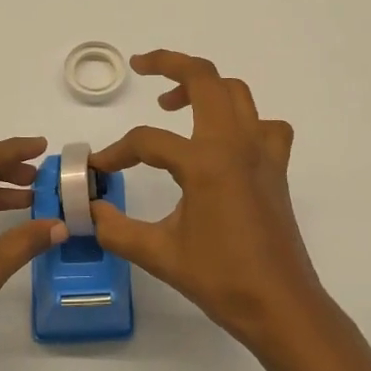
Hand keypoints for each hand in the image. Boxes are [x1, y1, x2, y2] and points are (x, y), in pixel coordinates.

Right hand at [91, 51, 326, 346]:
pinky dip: (243, 120)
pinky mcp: (276, 168)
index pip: (148, 141)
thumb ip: (116, 229)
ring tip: (174, 103)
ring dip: (205, 85)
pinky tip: (224, 141)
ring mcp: (262, 153)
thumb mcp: (159, 254)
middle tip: (141, 66)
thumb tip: (90, 211)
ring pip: (236, 93)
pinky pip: (264, 125)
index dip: (116, 152)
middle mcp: (236, 144)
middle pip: (205, 79)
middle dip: (170, 64)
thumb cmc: (220, 279)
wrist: (280, 306)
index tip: (98, 170)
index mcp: (206, 162)